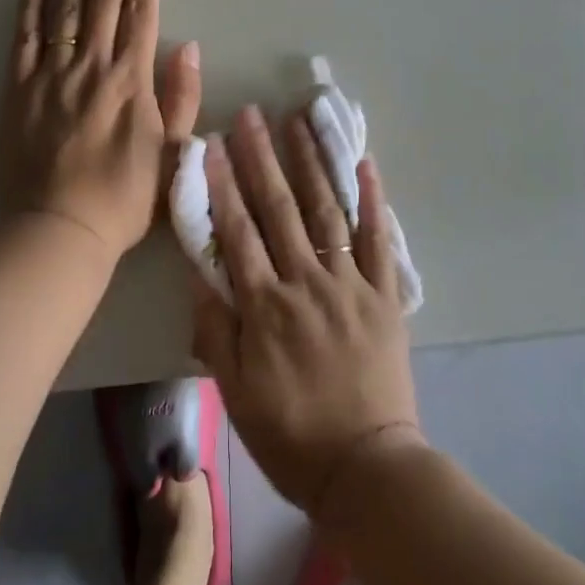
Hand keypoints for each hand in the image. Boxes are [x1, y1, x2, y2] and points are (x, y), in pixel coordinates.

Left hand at [0, 0, 201, 259]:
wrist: (59, 231)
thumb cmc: (124, 197)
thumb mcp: (172, 153)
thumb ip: (180, 96)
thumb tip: (187, 46)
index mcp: (131, 80)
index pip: (140, 11)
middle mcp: (92, 66)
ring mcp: (51, 74)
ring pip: (65, 7)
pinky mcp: (18, 89)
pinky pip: (24, 36)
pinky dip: (31, 3)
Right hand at [190, 106, 421, 516]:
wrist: (367, 469)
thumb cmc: (292, 435)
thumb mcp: (236, 393)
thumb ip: (215, 330)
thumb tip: (199, 274)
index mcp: (265, 307)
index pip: (238, 232)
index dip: (223, 184)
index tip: (213, 143)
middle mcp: (306, 283)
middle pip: (279, 209)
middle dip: (262, 157)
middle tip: (252, 115)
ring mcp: (350, 284)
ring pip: (325, 211)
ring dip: (310, 163)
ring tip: (299, 121)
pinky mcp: (384, 294)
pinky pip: (378, 239)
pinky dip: (372, 199)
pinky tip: (364, 162)